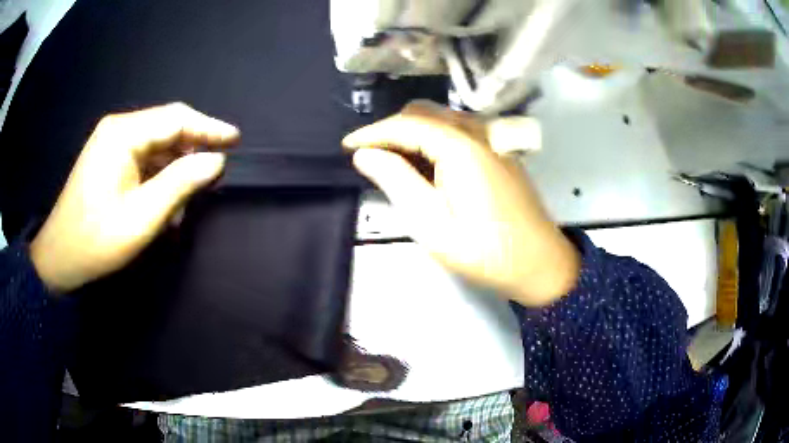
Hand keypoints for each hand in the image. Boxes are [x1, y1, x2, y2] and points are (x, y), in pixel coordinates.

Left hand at [30, 103, 238, 292]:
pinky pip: (142, 158)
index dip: (208, 128)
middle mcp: (118, 129)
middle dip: (192, 150)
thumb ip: (180, 184)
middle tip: (214, 172)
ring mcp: (111, 143)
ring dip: (174, 170)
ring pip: (155, 146)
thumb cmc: (97, 239)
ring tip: (184, 204)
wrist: (60, 256)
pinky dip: (158, 177)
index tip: (235, 140)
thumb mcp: (142, 216)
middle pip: (166, 128)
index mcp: (123, 134)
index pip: (175, 119)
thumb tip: (216, 161)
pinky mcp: (108, 158)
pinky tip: (163, 203)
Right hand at [343, 101, 578, 306]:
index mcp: (460, 146)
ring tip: (393, 160)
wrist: (539, 263)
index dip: (372, 132)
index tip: (347, 146)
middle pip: (424, 113)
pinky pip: (459, 131)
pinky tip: (427, 163)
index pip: (406, 124)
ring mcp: (493, 139)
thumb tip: (366, 155)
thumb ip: (396, 181)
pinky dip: (434, 138)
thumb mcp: (431, 223)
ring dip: (412, 131)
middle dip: (391, 129)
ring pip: (442, 119)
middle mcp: (478, 132)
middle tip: (370, 156)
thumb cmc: (485, 250)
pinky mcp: (499, 151)